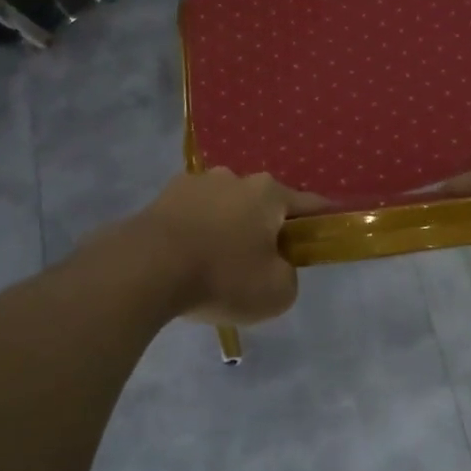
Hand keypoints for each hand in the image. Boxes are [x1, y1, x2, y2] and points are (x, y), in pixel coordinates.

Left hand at [126, 168, 324, 325]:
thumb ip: (289, 276)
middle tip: (259, 265)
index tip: (325, 235)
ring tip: (214, 266)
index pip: (308, 204)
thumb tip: (277, 267)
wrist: (145, 269)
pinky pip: (191, 217)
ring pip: (223, 208)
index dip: (321, 221)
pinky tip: (186, 262)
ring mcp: (194, 183)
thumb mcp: (277, 292)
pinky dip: (195, 234)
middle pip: (261, 205)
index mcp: (268, 193)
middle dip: (264, 229)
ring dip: (226, 229)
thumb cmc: (222, 276)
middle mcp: (234, 178)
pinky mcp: (161, 198)